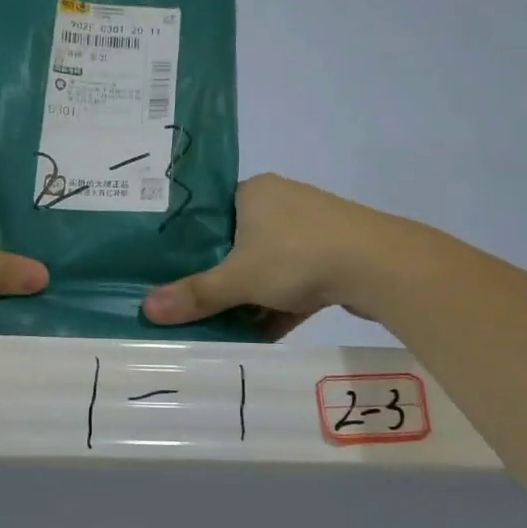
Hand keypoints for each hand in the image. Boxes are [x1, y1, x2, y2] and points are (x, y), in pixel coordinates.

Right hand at [142, 173, 386, 337]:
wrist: (380, 266)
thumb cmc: (297, 255)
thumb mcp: (239, 278)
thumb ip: (195, 294)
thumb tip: (146, 310)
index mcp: (254, 192)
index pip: (211, 212)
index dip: (190, 241)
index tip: (170, 269)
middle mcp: (282, 202)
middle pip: (238, 242)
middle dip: (221, 275)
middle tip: (192, 301)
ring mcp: (312, 228)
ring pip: (269, 265)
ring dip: (251, 296)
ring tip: (222, 324)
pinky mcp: (335, 255)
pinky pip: (297, 281)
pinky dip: (280, 306)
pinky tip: (262, 335)